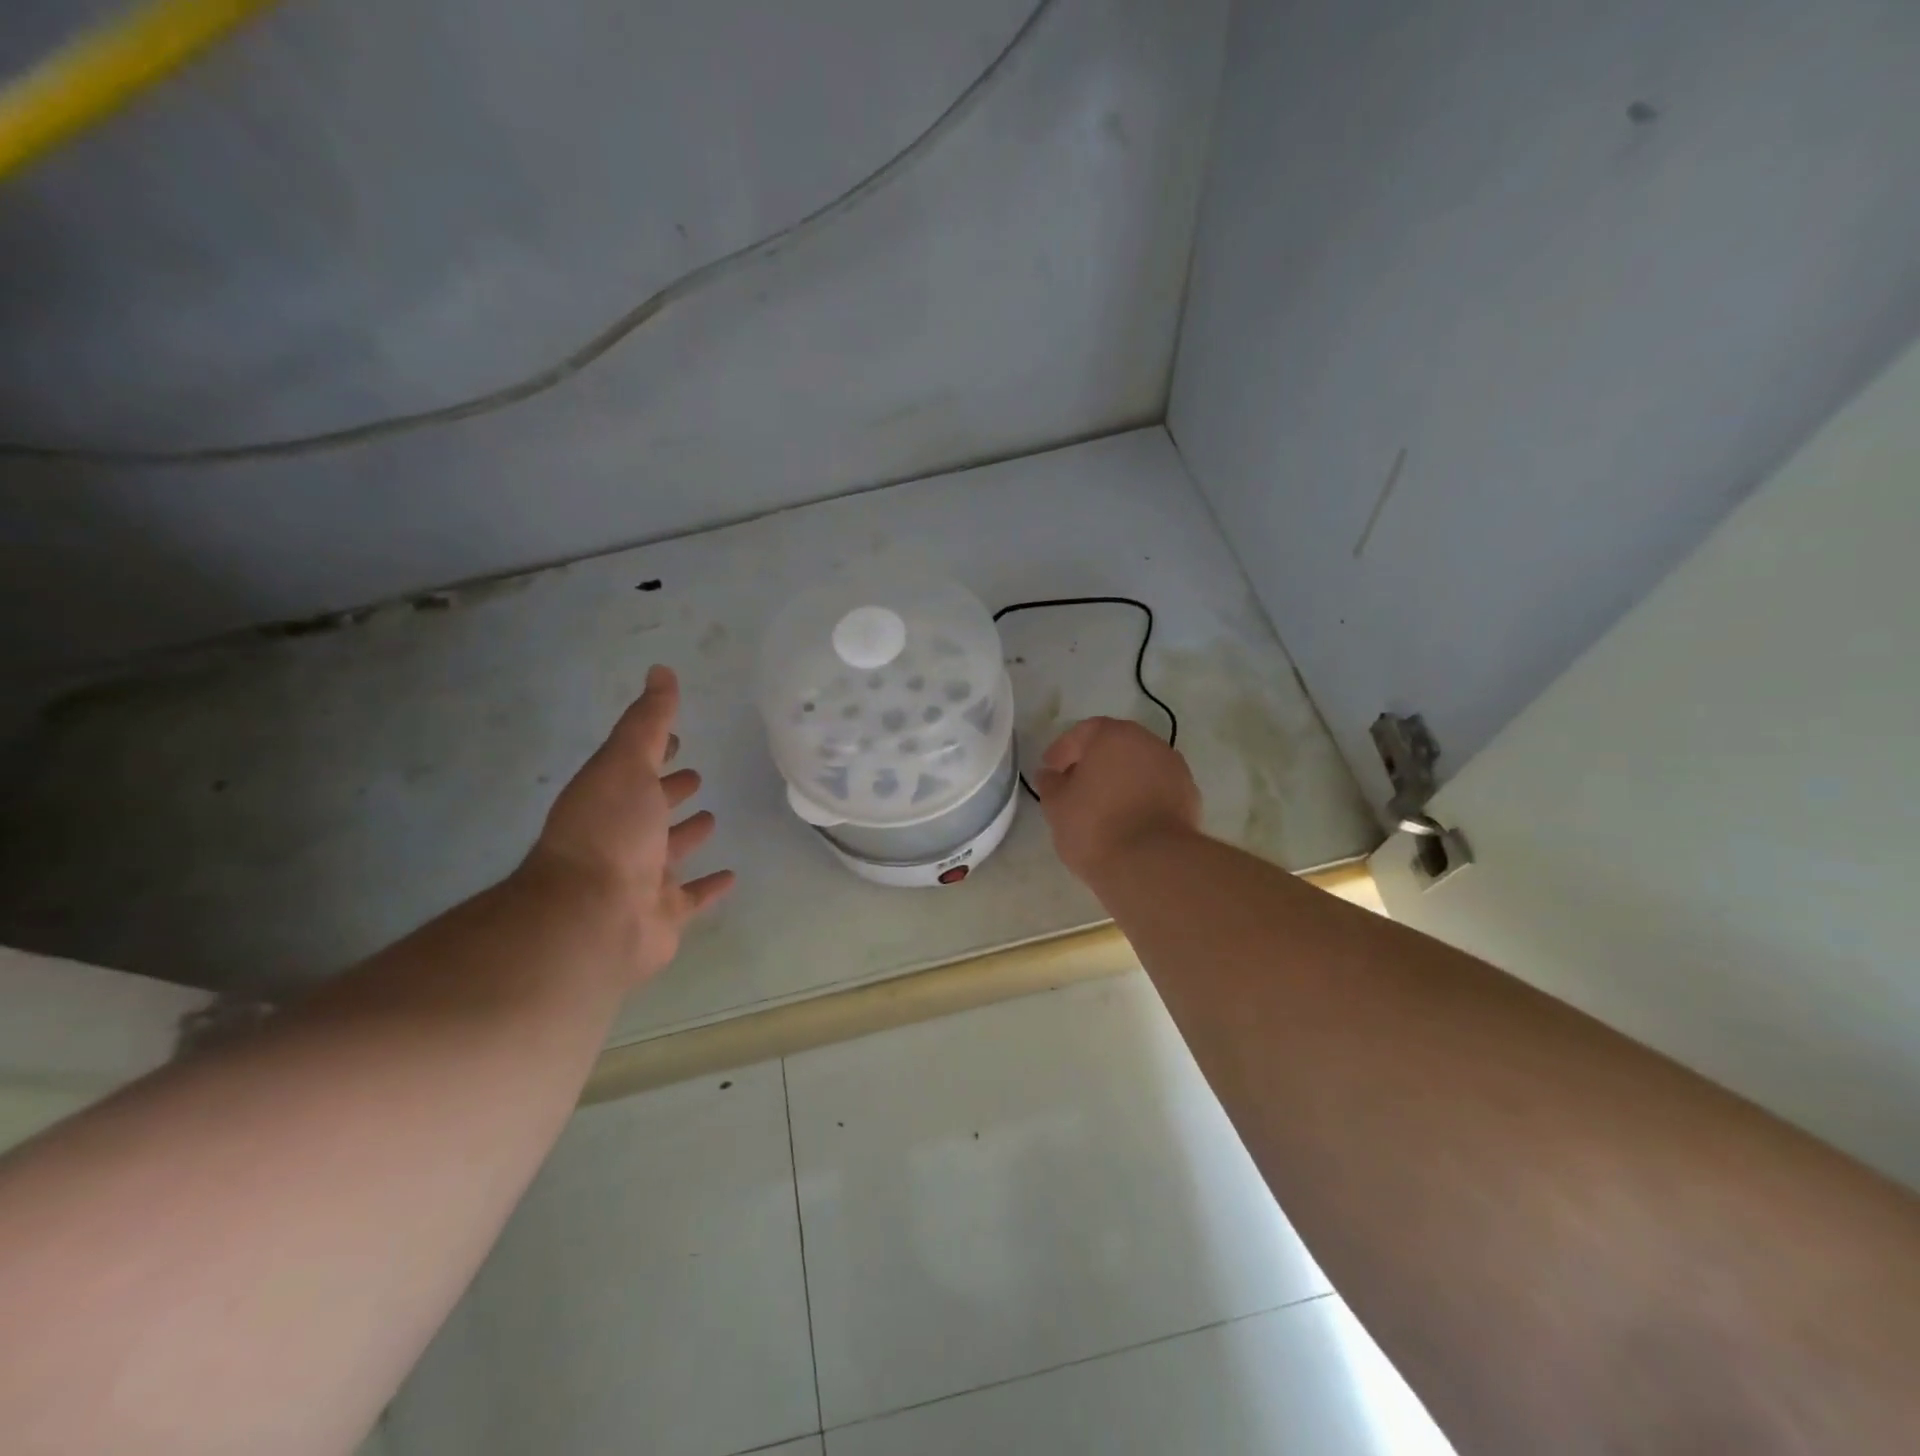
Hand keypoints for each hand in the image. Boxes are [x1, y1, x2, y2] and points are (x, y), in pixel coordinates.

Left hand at [521, 665, 734, 986]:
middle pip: (650, 808)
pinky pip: (692, 896)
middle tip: (695, 776)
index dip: (654, 751)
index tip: (676, 739)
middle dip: (670, 791)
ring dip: (687, 835)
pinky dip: (709, 886)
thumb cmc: (610, 831)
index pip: (634, 767)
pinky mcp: (664, 913)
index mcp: (610, 798)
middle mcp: (622, 836)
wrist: (593, 916)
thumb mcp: (627, 763)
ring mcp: (642, 876)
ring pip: (670, 851)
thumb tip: (660, 670)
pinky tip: (731, 876)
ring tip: (712, 815)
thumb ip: (648, 721)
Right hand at [1034, 717, 1201, 879]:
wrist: (1152, 864)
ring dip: (1120, 779)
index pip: (1084, 732)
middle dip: (1094, 762)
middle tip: (1075, 785)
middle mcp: (1149, 743)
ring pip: (1139, 767)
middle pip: (1115, 746)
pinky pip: (1157, 789)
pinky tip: (1127, 820)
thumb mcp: (1056, 806)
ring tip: (1101, 806)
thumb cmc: (1095, 827)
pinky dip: (1141, 797)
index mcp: (1114, 736)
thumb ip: (1051, 784)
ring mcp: (1175, 769)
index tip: (1050, 770)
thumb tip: (1050, 775)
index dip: (1063, 750)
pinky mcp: (1190, 797)